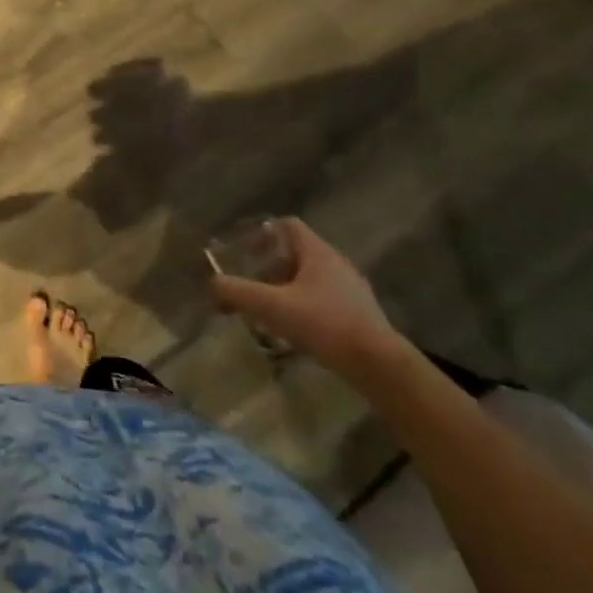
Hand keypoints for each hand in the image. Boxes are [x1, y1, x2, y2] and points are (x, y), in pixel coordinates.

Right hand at [210, 218, 405, 381]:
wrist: (380, 367)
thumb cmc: (325, 325)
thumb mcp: (273, 307)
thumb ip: (239, 292)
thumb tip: (212, 283)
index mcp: (318, 252)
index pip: (287, 225)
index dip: (262, 234)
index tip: (245, 253)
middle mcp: (336, 264)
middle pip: (295, 254)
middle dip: (269, 269)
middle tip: (252, 288)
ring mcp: (351, 290)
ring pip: (309, 279)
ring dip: (285, 291)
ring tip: (269, 314)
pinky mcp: (359, 315)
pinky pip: (323, 301)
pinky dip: (304, 309)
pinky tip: (295, 333)